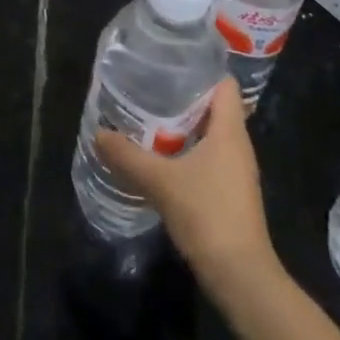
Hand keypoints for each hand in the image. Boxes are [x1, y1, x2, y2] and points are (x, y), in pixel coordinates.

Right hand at [94, 78, 278, 299]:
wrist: (240, 276)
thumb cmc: (207, 214)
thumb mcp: (161, 182)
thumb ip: (129, 156)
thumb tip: (98, 134)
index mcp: (230, 131)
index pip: (224, 84)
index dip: (201, 69)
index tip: (169, 63)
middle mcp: (237, 145)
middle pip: (213, 107)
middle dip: (182, 97)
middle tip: (147, 88)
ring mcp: (236, 171)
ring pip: (209, 134)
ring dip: (182, 126)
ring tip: (147, 118)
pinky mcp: (229, 192)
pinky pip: (207, 158)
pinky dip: (185, 151)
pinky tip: (159, 158)